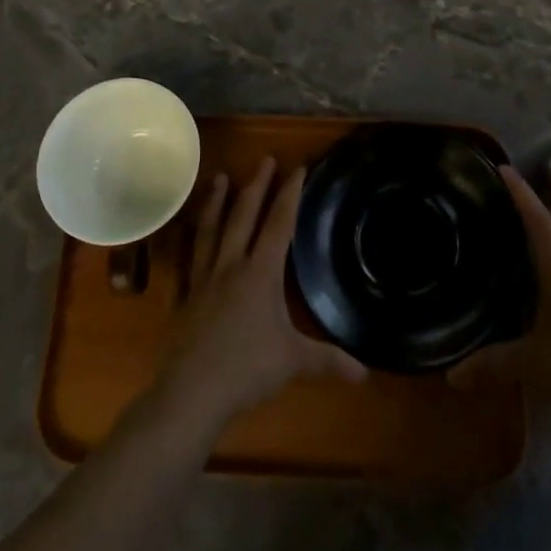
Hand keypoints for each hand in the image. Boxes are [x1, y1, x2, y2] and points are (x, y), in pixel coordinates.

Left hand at [155, 158, 365, 428]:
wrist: (191, 392)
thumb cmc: (247, 369)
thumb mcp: (294, 362)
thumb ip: (328, 360)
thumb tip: (365, 373)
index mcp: (260, 273)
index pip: (279, 223)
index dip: (289, 194)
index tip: (297, 168)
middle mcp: (231, 265)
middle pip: (244, 216)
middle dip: (257, 185)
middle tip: (264, 159)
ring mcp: (204, 278)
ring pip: (211, 229)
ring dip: (217, 201)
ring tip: (220, 177)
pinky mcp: (185, 295)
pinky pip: (189, 257)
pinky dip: (191, 239)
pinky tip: (190, 232)